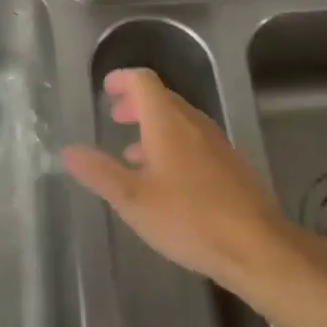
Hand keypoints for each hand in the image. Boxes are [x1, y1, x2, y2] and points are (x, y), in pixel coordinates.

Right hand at [62, 68, 290, 292]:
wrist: (257, 247)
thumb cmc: (189, 218)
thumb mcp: (133, 200)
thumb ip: (99, 172)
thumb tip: (68, 150)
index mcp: (167, 121)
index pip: (143, 81)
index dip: (122, 79)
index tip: (106, 89)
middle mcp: (193, 122)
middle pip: (162, 98)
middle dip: (135, 103)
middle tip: (115, 117)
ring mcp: (216, 142)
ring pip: (179, 120)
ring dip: (153, 126)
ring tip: (132, 151)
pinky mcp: (230, 164)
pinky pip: (194, 139)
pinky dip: (172, 143)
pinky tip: (165, 179)